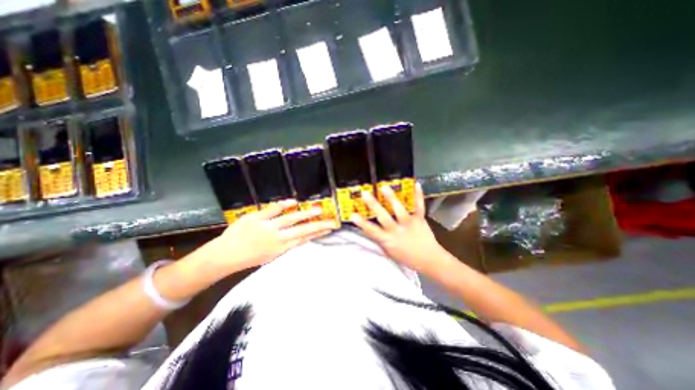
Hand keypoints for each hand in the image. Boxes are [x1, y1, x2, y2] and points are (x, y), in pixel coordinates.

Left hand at [206, 201, 336, 273]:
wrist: (223, 256)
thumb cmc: (248, 257)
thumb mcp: (270, 256)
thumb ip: (284, 245)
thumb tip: (299, 236)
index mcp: (281, 248)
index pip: (304, 239)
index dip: (318, 233)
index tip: (329, 228)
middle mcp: (277, 238)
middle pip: (302, 231)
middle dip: (319, 225)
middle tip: (332, 221)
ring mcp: (267, 227)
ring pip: (291, 219)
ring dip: (306, 214)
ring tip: (319, 210)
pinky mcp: (256, 218)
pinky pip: (272, 210)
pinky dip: (283, 205)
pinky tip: (293, 201)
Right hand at [354, 182, 445, 272]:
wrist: (429, 261)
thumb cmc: (407, 257)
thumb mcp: (389, 252)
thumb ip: (380, 240)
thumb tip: (369, 230)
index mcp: (388, 240)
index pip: (372, 231)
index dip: (361, 223)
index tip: (353, 215)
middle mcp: (397, 231)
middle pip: (383, 217)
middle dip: (373, 205)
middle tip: (365, 194)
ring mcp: (409, 224)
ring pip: (399, 210)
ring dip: (391, 198)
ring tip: (384, 187)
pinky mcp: (420, 219)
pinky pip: (419, 206)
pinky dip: (418, 195)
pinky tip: (417, 184)